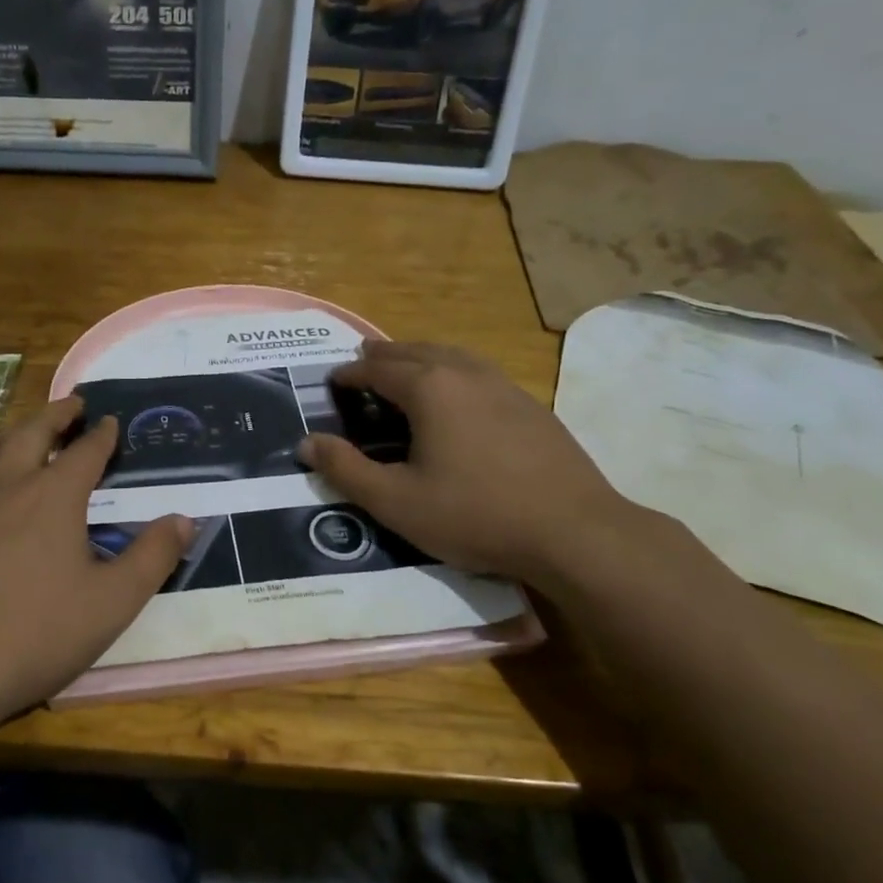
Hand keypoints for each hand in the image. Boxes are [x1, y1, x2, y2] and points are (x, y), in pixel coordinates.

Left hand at [0, 397, 191, 754]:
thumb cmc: (36, 637)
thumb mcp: (114, 603)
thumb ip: (154, 556)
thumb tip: (185, 519)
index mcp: (53, 496)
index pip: (85, 451)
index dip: (102, 434)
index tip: (111, 421)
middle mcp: (3, 486)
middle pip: (29, 431)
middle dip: (55, 414)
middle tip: (72, 406)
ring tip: (6, 442)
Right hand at [297, 340, 630, 582]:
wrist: (575, 531)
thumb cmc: (475, 514)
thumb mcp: (396, 501)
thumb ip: (346, 469)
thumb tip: (307, 443)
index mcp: (429, 388)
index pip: (377, 368)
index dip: (349, 373)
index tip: (332, 382)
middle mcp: (465, 373)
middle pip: (414, 351)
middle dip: (383, 356)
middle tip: (362, 364)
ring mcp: (504, 385)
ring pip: (451, 355)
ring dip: (420, 357)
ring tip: (405, 368)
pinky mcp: (530, 405)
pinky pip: (478, 372)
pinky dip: (452, 371)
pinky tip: (457, 396)